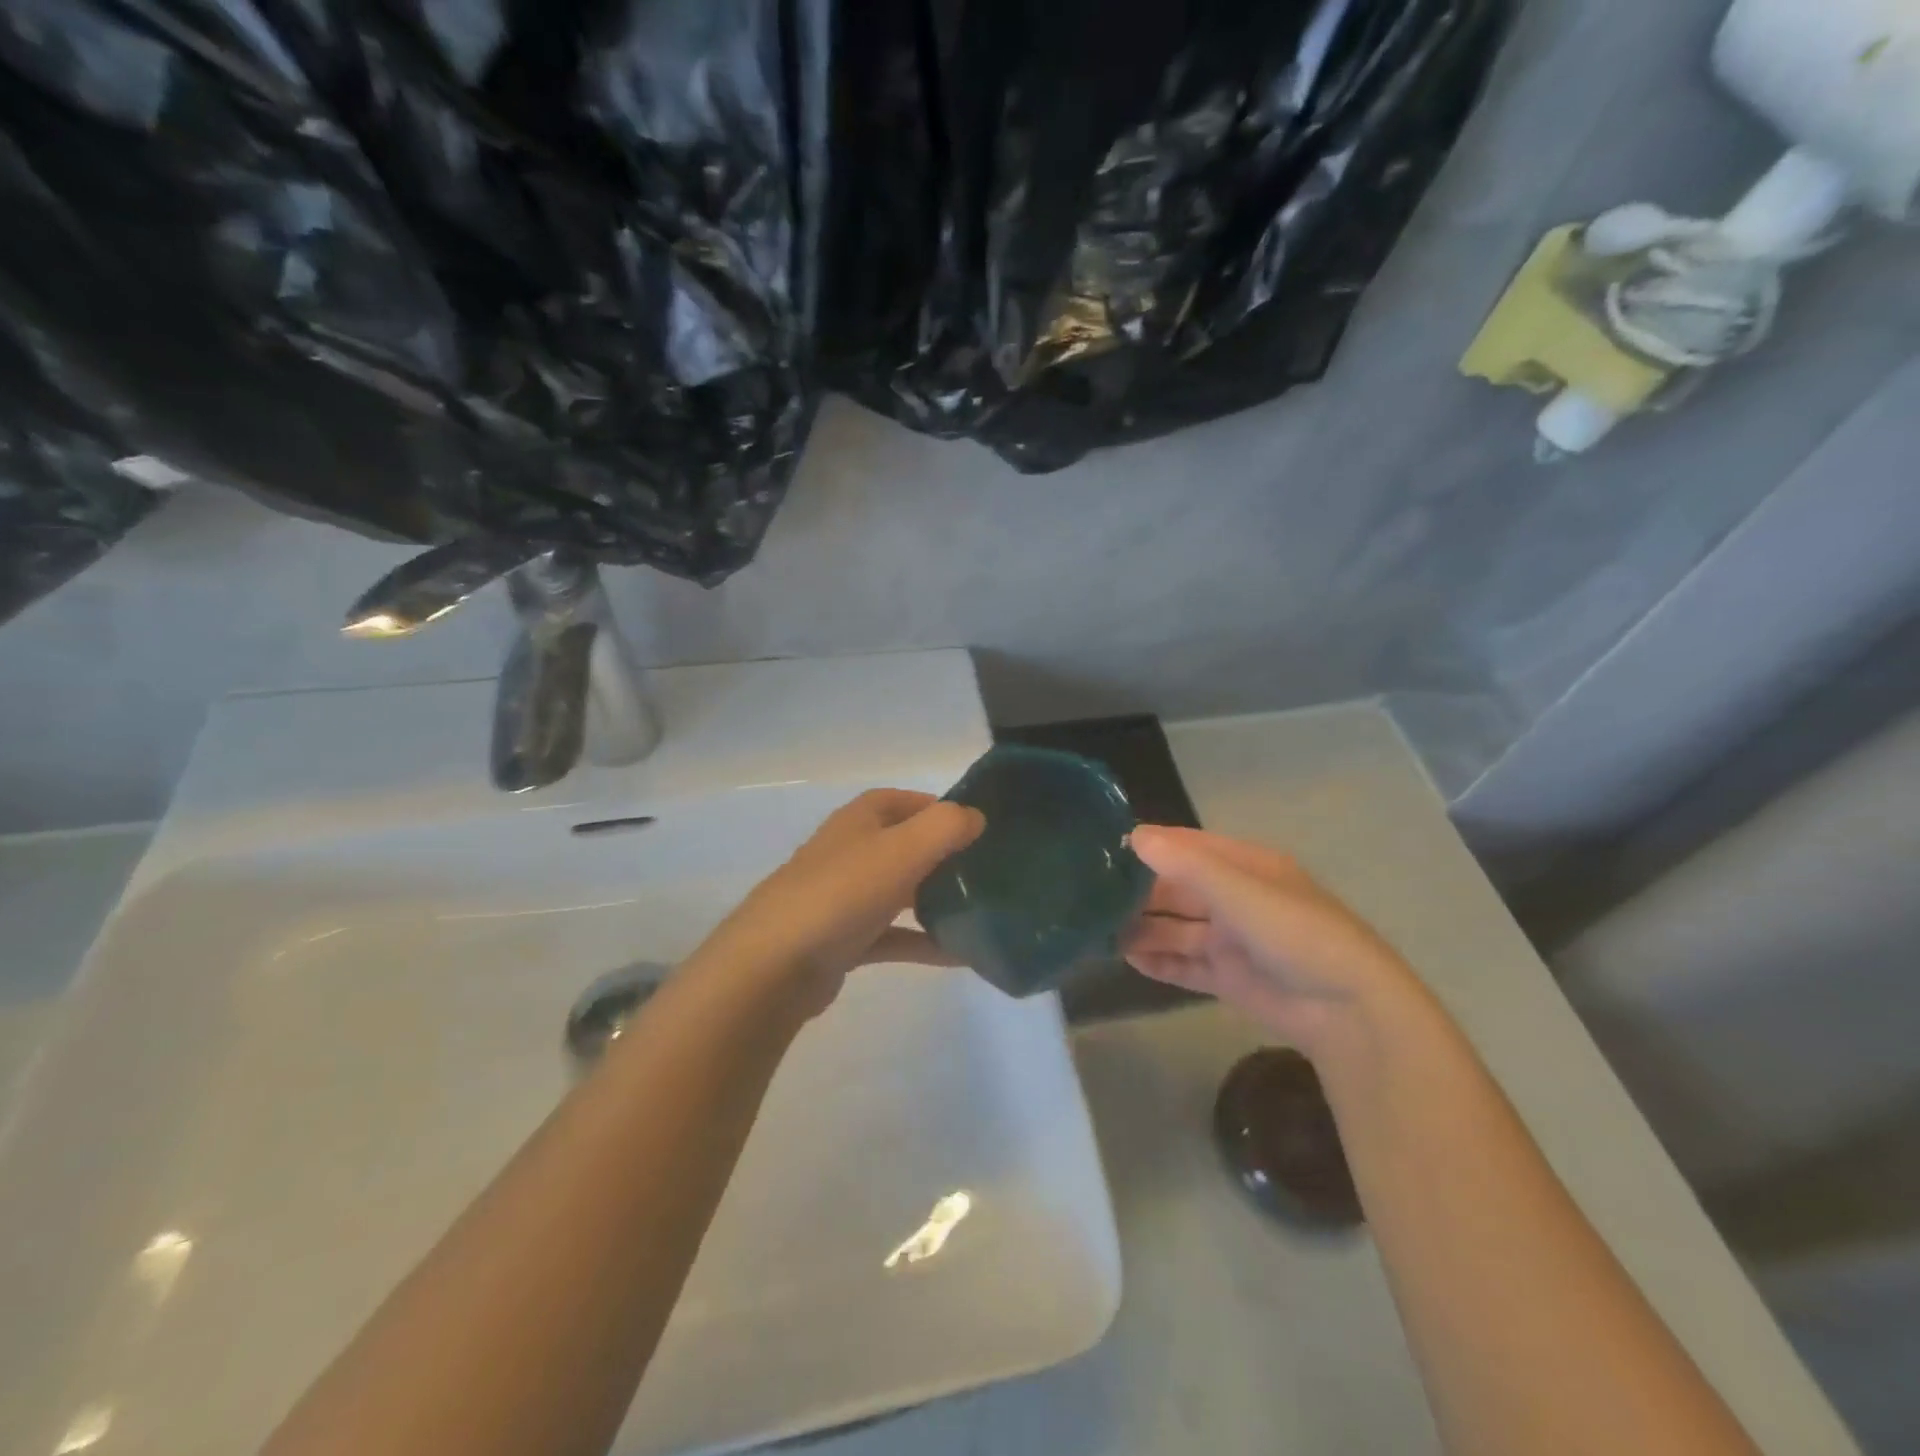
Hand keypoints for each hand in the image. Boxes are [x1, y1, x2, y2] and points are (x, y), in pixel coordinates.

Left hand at [693, 789, 984, 1015]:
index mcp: (858, 821)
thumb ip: (945, 827)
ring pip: (899, 892)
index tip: (974, 825)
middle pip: (902, 846)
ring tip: (979, 911)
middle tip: (983, 870)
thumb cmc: (842, 893)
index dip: (935, 807)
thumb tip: (975, 817)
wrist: (775, 965)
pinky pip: (893, 936)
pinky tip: (960, 956)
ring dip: (935, 900)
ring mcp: (843, 898)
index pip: (900, 801)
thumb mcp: (902, 849)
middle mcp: (849, 853)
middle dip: (940, 855)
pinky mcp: (843, 941)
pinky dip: (923, 941)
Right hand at [1122, 825, 1418, 1049]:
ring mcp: (1231, 940)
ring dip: (1143, 930)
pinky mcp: (1228, 978)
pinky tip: (1129, 961)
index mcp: (1244, 867)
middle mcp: (1235, 899)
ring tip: (1099, 933)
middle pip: (1176, 890)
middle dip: (1138, 894)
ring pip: (1176, 929)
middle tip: (1090, 897)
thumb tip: (1134, 835)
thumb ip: (1187, 865)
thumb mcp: (1241, 891)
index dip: (1149, 846)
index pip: (1187, 847)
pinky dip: (1160, 962)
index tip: (1103, 848)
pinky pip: (1185, 965)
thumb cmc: (1296, 934)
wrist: (1348, 1010)